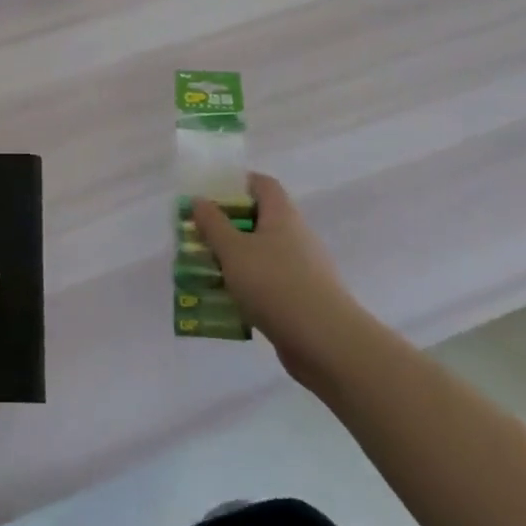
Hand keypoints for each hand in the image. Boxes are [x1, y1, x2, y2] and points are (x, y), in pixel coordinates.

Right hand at [193, 173, 356, 375]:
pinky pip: (271, 282)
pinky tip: (230, 302)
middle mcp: (297, 235)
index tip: (211, 196)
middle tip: (201, 237)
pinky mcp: (305, 298)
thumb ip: (213, 224)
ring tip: (207, 271)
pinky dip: (250, 286)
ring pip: (264, 254)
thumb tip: (200, 200)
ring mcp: (304, 268)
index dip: (238, 183)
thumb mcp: (233, 250)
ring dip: (237, 259)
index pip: (263, 184)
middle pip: (261, 219)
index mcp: (282, 215)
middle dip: (230, 226)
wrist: (325, 342)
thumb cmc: (275, 284)